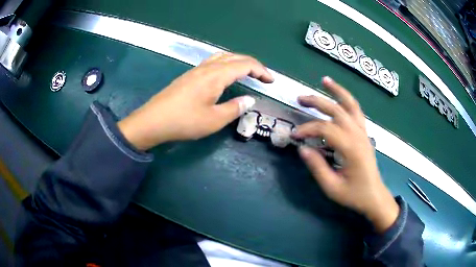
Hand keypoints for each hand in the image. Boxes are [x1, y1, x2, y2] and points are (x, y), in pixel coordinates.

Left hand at [118, 53, 273, 149]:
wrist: (153, 121)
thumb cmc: (184, 121)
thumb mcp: (214, 120)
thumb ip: (235, 108)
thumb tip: (249, 99)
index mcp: (216, 75)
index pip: (245, 65)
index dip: (261, 70)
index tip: (271, 81)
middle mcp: (207, 67)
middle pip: (234, 57)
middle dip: (252, 64)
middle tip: (263, 77)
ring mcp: (196, 70)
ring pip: (222, 57)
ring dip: (238, 61)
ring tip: (247, 72)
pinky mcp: (189, 75)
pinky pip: (213, 62)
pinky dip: (226, 64)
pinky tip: (225, 74)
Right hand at [292, 77, 398, 232]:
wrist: (374, 196)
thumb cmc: (354, 194)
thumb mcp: (332, 187)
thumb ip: (317, 167)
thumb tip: (301, 148)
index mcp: (351, 148)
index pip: (326, 129)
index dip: (308, 129)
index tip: (294, 135)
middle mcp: (358, 135)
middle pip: (337, 110)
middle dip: (317, 102)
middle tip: (300, 99)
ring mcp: (363, 132)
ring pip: (350, 105)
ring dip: (337, 91)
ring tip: (325, 80)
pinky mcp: (364, 133)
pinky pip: (356, 111)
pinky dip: (348, 99)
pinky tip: (340, 96)